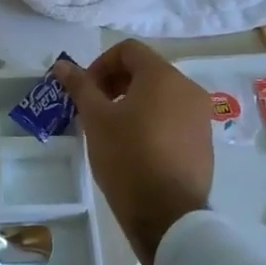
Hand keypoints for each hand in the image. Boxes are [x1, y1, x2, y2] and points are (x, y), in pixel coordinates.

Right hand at [55, 42, 212, 264]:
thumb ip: (80, 87)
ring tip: (112, 130)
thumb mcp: (96, 119)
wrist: (168, 214)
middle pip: (146, 70)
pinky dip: (152, 121)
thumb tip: (62, 65)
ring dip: (133, 102)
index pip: (128, 50)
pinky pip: (173, 118)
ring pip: (160, 95)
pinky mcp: (204, 141)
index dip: (100, 64)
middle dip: (115, 83)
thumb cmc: (127, 157)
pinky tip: (135, 148)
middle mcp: (188, 89)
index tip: (85, 90)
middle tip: (94, 109)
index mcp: (163, 76)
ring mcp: (200, 116)